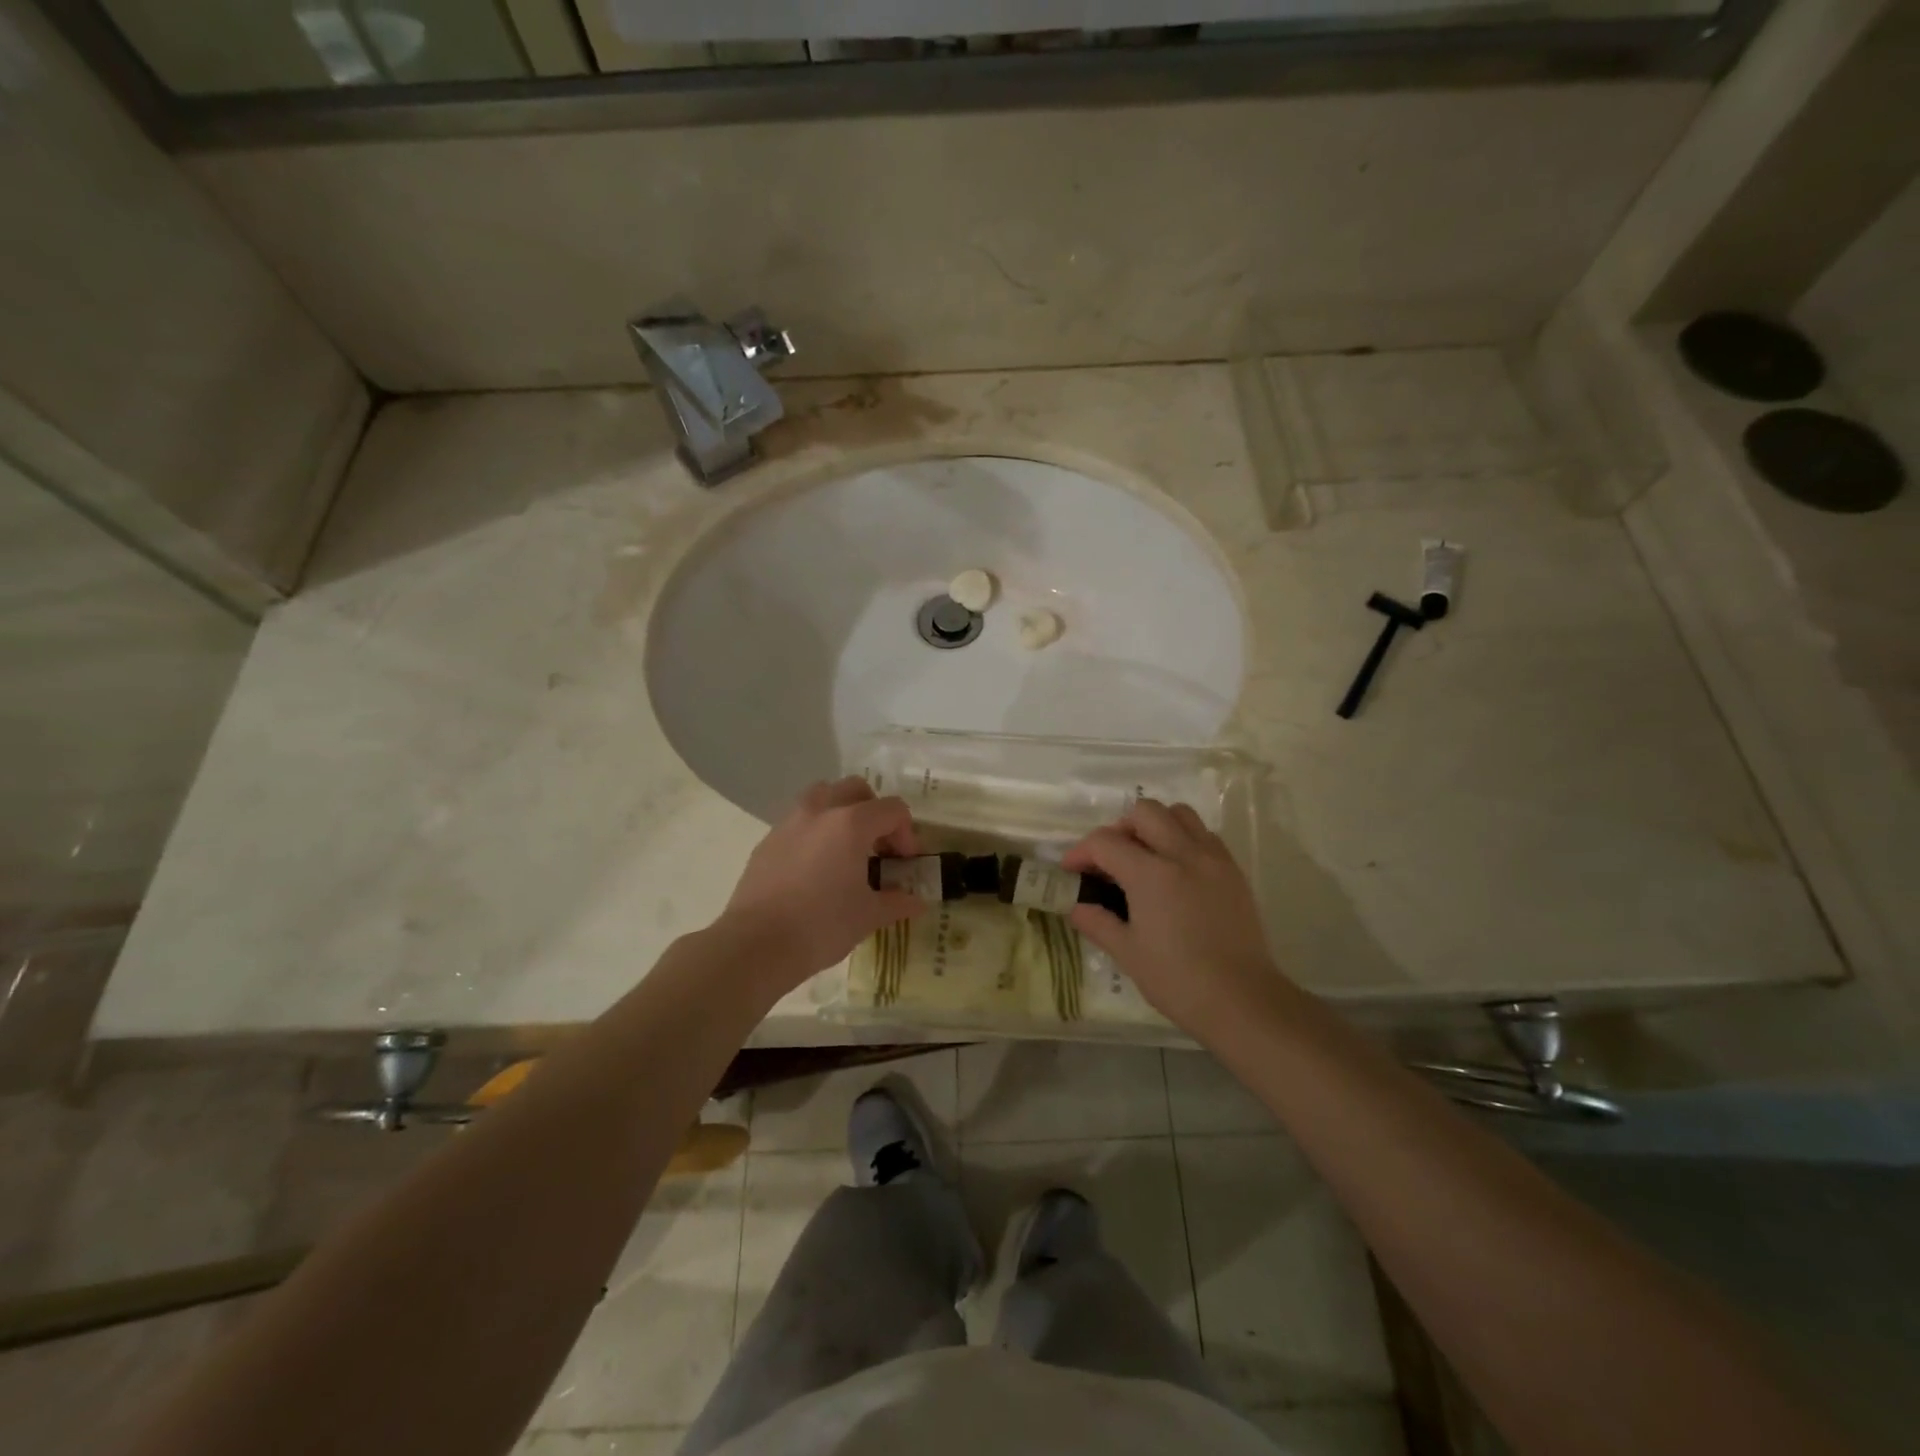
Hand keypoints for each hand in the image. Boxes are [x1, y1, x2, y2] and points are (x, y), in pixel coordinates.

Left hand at [722, 776, 926, 989]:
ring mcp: (789, 823)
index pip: (892, 809)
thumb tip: (917, 902)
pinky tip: (816, 868)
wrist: (755, 945)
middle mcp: (819, 811)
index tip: (905, 863)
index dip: (907, 834)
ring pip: (822, 796)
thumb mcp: (868, 916)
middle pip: (856, 789)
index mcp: (850, 823)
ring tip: (847, 849)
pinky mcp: (767, 841)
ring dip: (841, 812)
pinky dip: (815, 832)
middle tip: (879, 847)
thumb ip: (897, 902)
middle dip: (874, 812)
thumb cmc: (821, 926)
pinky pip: (799, 822)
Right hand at [1064, 799, 1286, 1038]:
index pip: (1106, 842)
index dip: (1081, 852)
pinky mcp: (1233, 871)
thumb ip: (1098, 922)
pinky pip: (1204, 835)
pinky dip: (1184, 839)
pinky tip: (1176, 870)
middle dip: (1119, 828)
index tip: (1072, 870)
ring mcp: (1213, 859)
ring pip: (1179, 814)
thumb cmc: (1178, 980)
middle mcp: (1183, 854)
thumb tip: (1076, 907)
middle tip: (1111, 859)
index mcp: (1151, 874)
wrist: (1242, 1000)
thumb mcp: (1128, 953)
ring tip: (1145, 856)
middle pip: (1144, 812)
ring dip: (1155, 825)